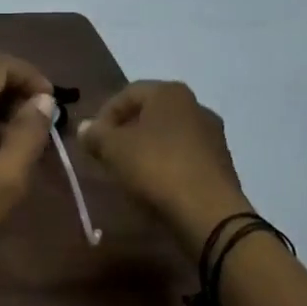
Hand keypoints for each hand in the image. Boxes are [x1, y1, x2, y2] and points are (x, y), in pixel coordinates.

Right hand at [77, 81, 250, 258]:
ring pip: (168, 135)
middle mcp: (196, 106)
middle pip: (150, 113)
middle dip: (126, 131)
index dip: (104, 114)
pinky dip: (166, 164)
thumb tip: (84, 128)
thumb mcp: (113, 149)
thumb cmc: (156, 167)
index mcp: (170, 93)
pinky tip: (155, 184)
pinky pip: (184, 156)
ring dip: (146, 148)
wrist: (209, 212)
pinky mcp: (222, 163)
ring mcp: (213, 135)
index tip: (92, 139)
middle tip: (108, 154)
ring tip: (129, 171)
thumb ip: (95, 135)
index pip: (128, 93)